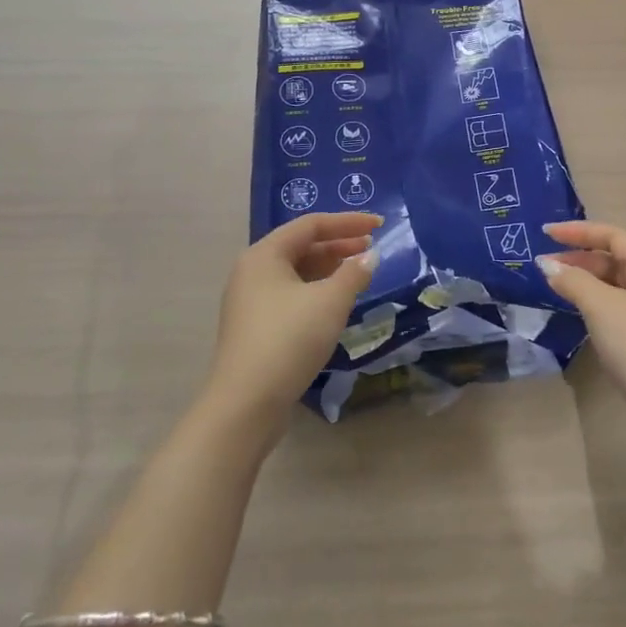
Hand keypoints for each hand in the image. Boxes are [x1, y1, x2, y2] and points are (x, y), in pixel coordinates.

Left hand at [201, 212, 379, 437]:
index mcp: (265, 255)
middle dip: (339, 244)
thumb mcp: (330, 302)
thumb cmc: (289, 340)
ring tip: (359, 274)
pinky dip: (317, 290)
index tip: (379, 225)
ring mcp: (251, 301)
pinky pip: (292, 294)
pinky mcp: (256, 326)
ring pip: (297, 272)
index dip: (348, 221)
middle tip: (371, 248)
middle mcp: (253, 271)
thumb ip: (354, 273)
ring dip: (330, 268)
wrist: (246, 405)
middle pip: (302, 246)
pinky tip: (337, 302)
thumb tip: (370, 257)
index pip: (311, 224)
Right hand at [537, 220, 625, 437]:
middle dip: (579, 257)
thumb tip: (547, 265)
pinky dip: (593, 302)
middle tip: (544, 264)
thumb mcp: (602, 307)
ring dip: (584, 280)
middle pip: (614, 258)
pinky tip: (575, 311)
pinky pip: (615, 306)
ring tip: (554, 285)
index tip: (546, 233)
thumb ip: (573, 281)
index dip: (579, 231)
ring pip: (613, 284)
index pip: (613, 236)